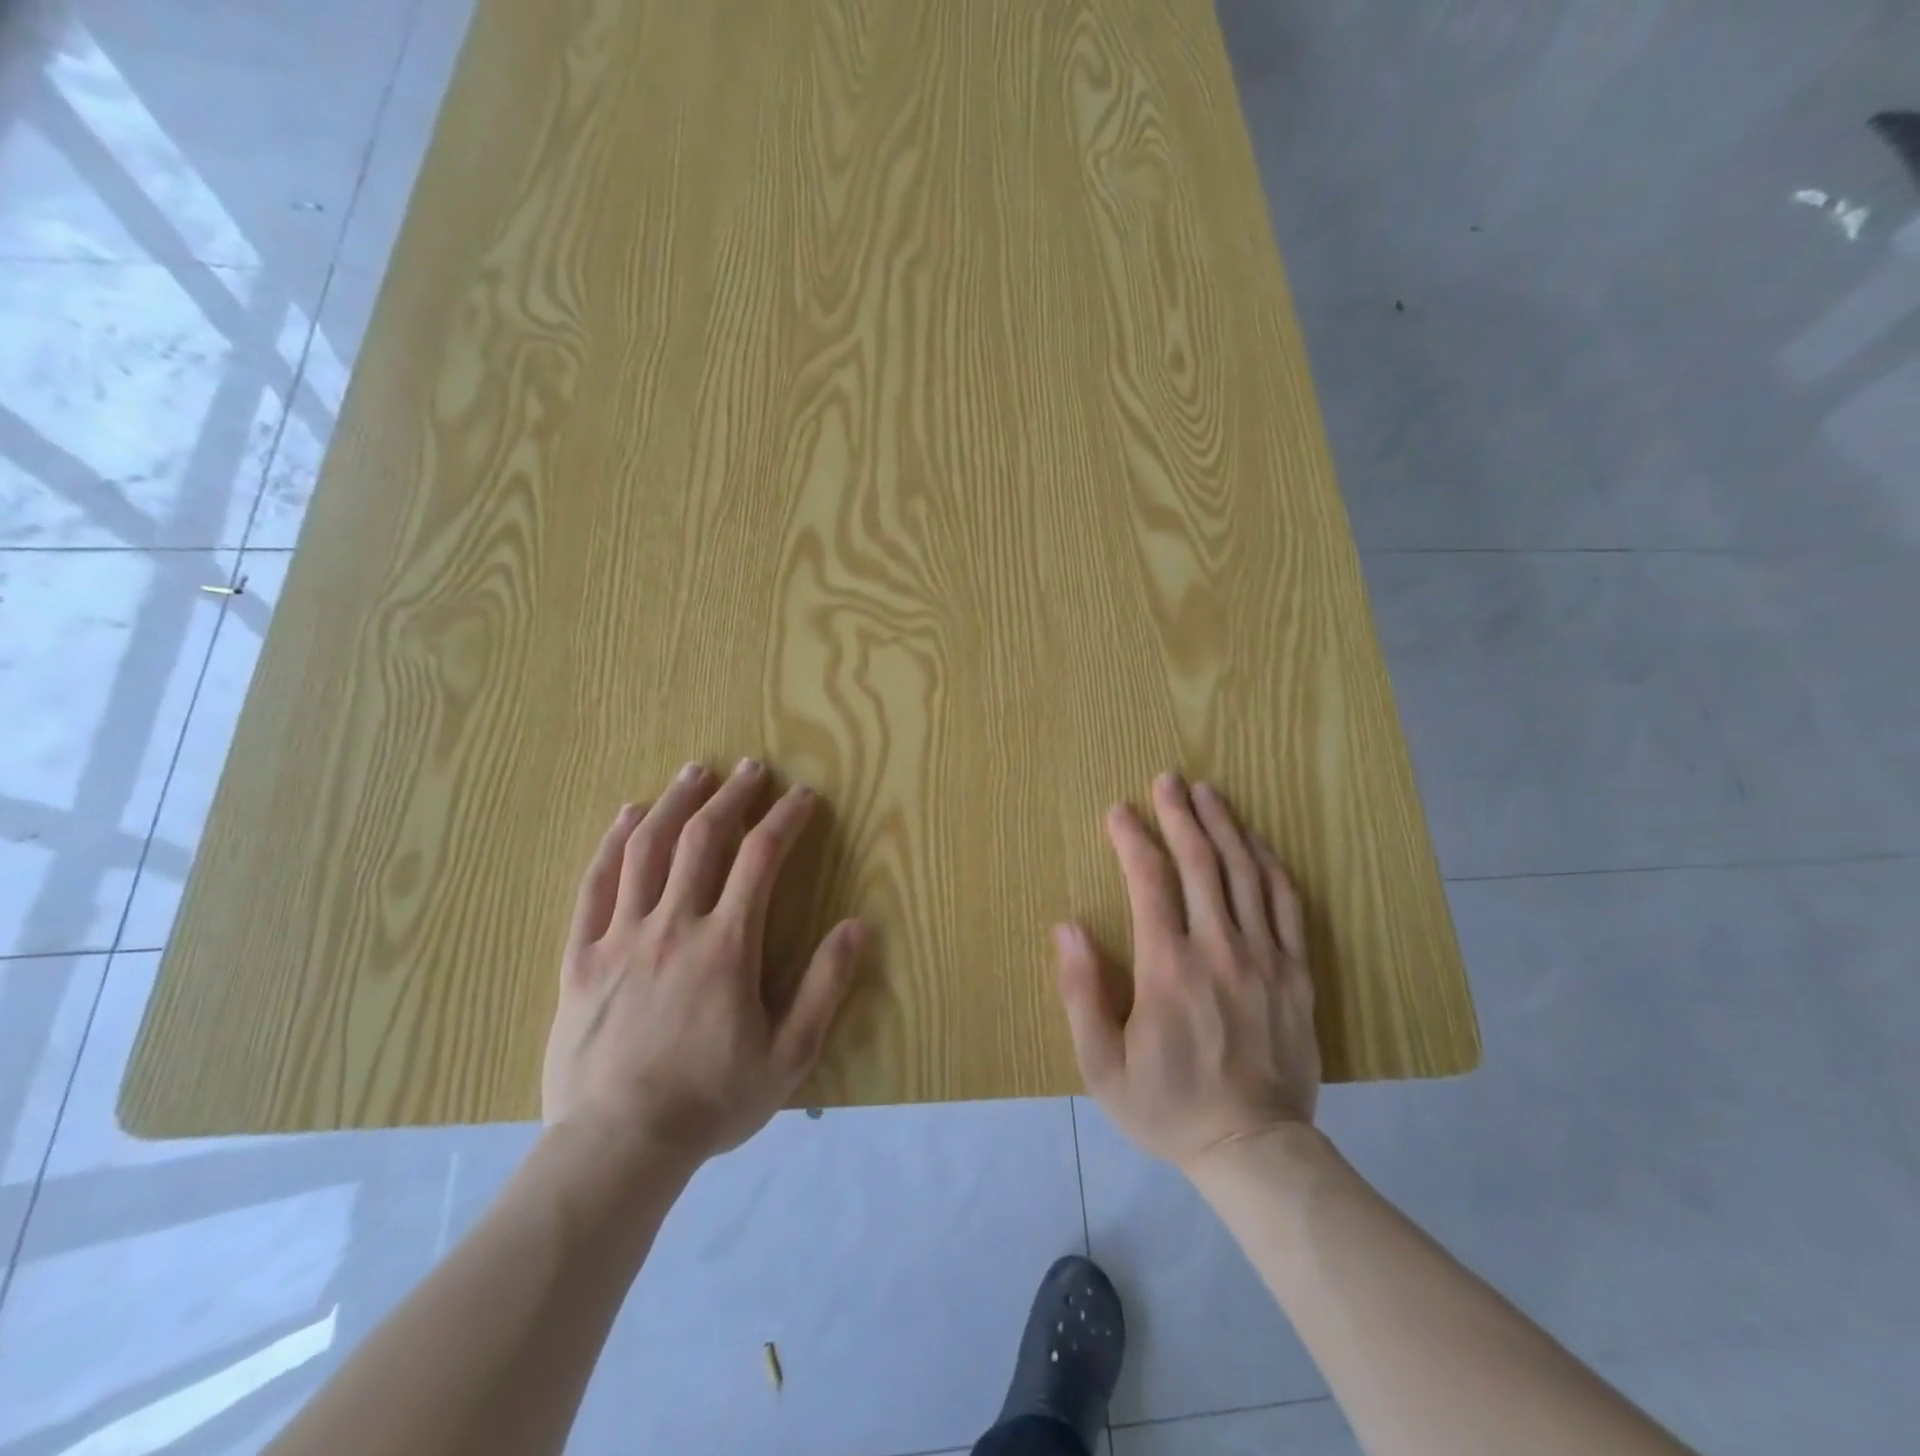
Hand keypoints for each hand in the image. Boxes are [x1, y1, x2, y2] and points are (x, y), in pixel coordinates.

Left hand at [542, 761, 865, 1167]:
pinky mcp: (582, 956)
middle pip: (703, 839)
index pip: (761, 858)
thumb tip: (857, 926)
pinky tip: (628, 816)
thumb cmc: (711, 1100)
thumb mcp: (789, 1054)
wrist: (617, 1147)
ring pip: (647, 849)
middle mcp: (674, 925)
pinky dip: (613, 843)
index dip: (786, 819)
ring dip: (676, 803)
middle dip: (733, 795)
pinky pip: (595, 885)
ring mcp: (622, 936)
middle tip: (752, 768)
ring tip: (695, 772)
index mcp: (727, 944)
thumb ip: (825, 986)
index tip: (803, 796)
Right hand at [1054, 773, 1318, 1172]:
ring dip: (1224, 826)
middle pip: (1199, 862)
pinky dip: (1270, 865)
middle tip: (1168, 778)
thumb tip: (1067, 926)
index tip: (1118, 810)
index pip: (1148, 880)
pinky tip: (1256, 842)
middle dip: (1180, 814)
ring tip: (1208, 792)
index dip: (1132, 837)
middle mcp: (1218, 949)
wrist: (1255, 1150)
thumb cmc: (1168, 1106)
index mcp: (1167, 967)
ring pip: (1245, 873)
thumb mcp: (1101, 1065)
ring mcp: (1264, 957)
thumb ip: (1081, 992)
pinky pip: (1286, 904)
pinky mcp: (1297, 973)